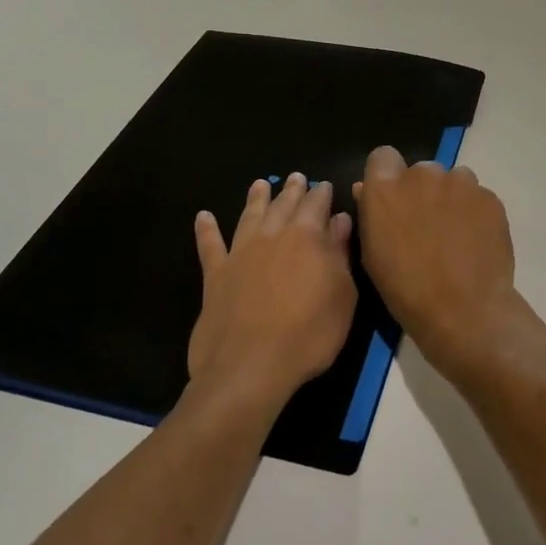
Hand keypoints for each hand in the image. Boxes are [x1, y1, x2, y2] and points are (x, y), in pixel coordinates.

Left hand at [187, 175, 355, 415]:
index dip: (322, 194)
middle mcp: (272, 235)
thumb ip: (340, 254)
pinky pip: (210, 245)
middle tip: (296, 177)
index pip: (317, 204)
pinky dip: (206, 230)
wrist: (250, 367)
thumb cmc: (309, 334)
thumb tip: (340, 220)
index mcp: (307, 237)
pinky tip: (203, 217)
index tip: (325, 186)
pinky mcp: (215, 275)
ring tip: (260, 184)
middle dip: (292, 190)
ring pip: (249, 215)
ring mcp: (240, 253)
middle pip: (283, 204)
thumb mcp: (342, 296)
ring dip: (256, 198)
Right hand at [353, 146, 519, 367]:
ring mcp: (460, 183)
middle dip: (422, 192)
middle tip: (426, 226)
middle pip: (421, 171)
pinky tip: (475, 243)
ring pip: (453, 181)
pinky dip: (475, 213)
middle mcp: (423, 174)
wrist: (464, 310)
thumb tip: (367, 190)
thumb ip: (371, 213)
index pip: (383, 157)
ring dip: (451, 199)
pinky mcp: (490, 197)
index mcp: (386, 187)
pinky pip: (478, 197)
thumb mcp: (373, 254)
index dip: (387, 176)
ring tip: (455, 236)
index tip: (393, 201)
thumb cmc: (406, 289)